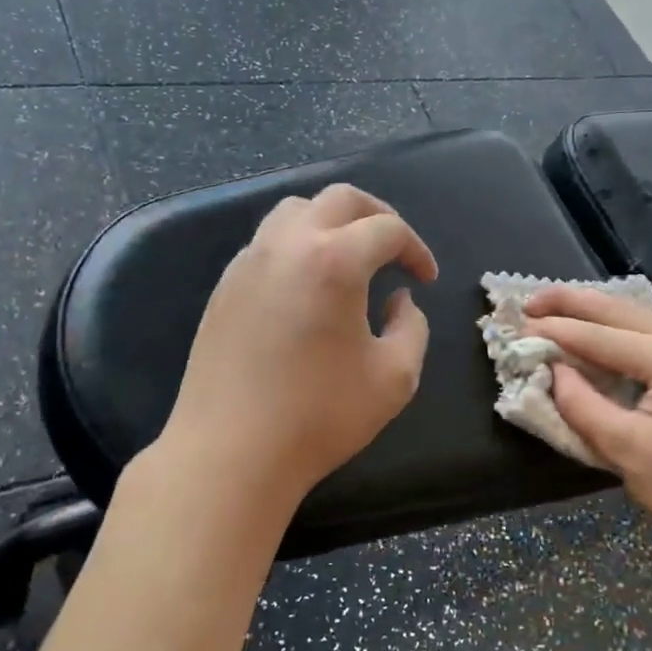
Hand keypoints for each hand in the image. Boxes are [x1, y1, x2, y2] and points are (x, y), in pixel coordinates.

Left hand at [155, 184, 437, 531]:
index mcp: (334, 260)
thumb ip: (412, 327)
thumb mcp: (395, 378)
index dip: (416, 248)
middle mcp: (288, 245)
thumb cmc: (320, 416)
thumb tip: (399, 299)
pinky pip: (268, 241)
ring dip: (332, 221)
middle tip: (395, 248)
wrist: (230, 452)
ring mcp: (249, 261)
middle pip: (339, 198)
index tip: (426, 278)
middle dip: (377, 215)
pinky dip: (298, 244)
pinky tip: (308, 285)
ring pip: (295, 210)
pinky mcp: (225, 285)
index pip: (387, 228)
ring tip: (350, 257)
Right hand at [522, 285, 651, 558]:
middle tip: (529, 302)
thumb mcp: (629, 451)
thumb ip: (584, 406)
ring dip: (592, 313)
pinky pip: (646, 339)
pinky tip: (593, 334)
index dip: (556, 331)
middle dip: (571, 303)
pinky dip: (612, 332)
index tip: (517, 326)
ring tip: (552, 309)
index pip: (600, 337)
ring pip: (634, 320)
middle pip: (619, 312)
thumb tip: (554, 373)